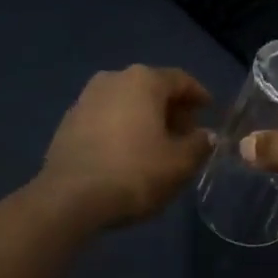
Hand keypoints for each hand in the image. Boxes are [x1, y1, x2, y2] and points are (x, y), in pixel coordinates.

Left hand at [37, 65, 213, 228]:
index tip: (209, 111)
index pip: (181, 80)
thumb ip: (199, 144)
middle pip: (152, 89)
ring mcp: (86, 98)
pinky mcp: (68, 121)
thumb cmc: (134, 173)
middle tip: (186, 134)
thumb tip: (205, 135)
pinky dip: (121, 128)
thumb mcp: (179, 164)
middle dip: (172, 109)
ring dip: (145, 119)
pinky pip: (106, 118)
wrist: (69, 198)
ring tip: (157, 146)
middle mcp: (113, 78)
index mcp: (144, 80)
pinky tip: (127, 153)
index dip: (199, 96)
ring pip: (127, 102)